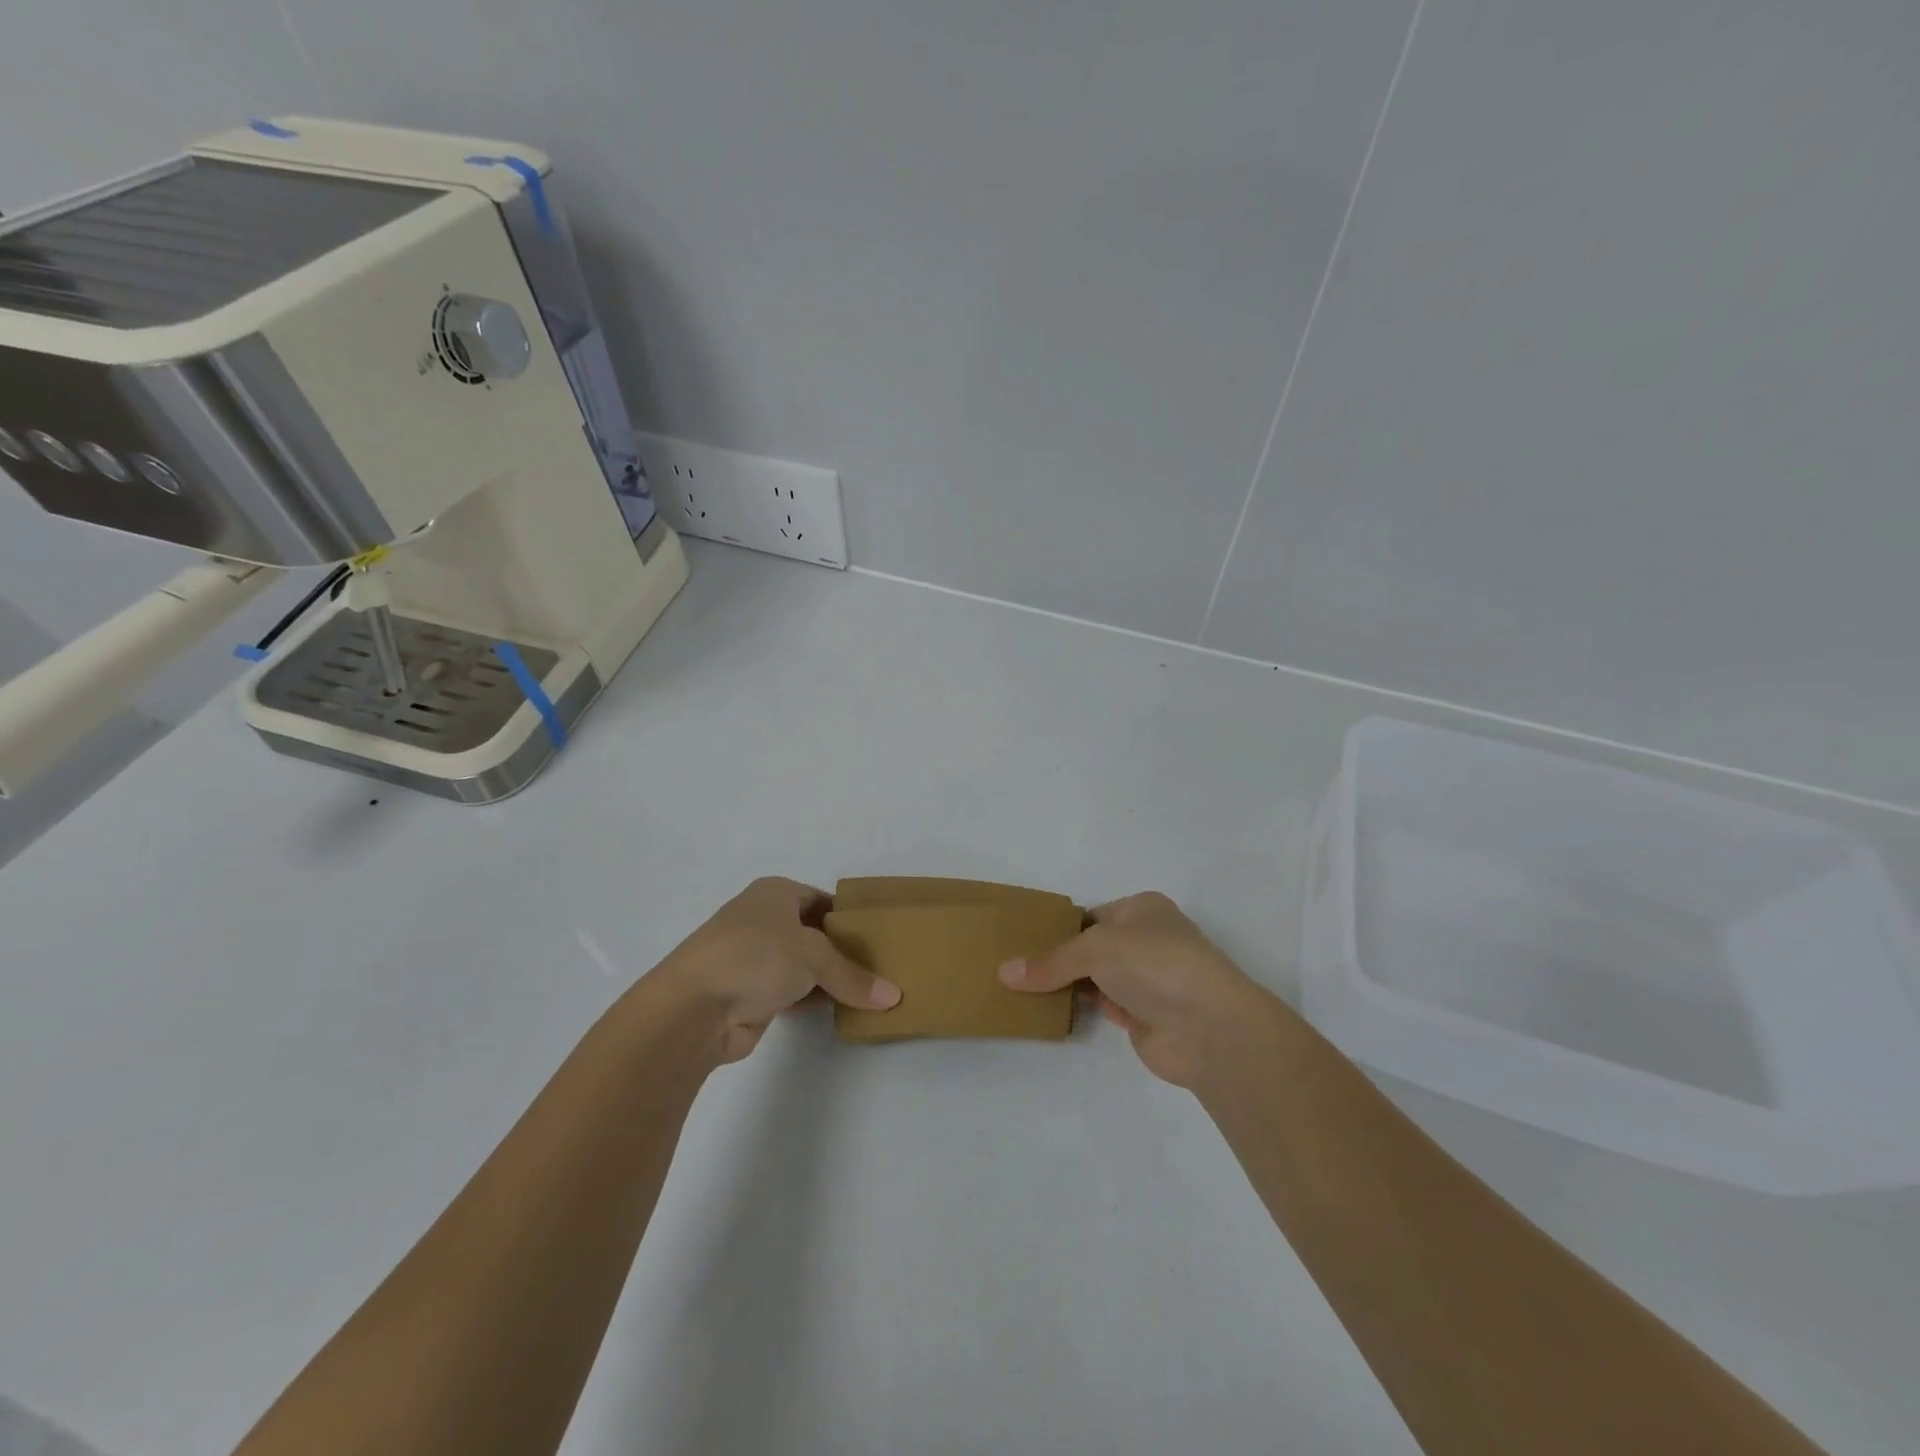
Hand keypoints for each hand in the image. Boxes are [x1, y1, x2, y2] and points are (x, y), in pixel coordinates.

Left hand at [651, 877, 900, 1063]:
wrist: (692, 1009)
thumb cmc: (755, 957)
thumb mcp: (814, 956)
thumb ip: (853, 975)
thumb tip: (894, 998)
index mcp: (775, 893)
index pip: (823, 899)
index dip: (851, 917)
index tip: (882, 936)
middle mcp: (764, 920)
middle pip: (815, 932)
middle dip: (845, 950)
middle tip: (884, 966)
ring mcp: (755, 958)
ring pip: (804, 964)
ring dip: (831, 978)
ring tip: (872, 989)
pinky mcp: (751, 994)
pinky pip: (794, 991)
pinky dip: (815, 999)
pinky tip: (843, 1009)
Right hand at [998, 892, 1265, 1087]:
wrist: (1209, 1027)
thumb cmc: (1154, 964)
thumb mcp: (1095, 949)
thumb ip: (1051, 962)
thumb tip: (1004, 973)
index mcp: (1142, 909)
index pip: (1091, 915)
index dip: (1059, 928)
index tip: (1022, 942)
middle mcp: (1147, 940)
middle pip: (1092, 948)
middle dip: (1060, 959)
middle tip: (1015, 968)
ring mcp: (1148, 981)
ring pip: (1097, 979)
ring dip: (1069, 986)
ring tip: (1022, 990)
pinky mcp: (1146, 1016)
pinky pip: (1105, 1007)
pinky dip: (1084, 1009)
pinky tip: (1052, 1012)